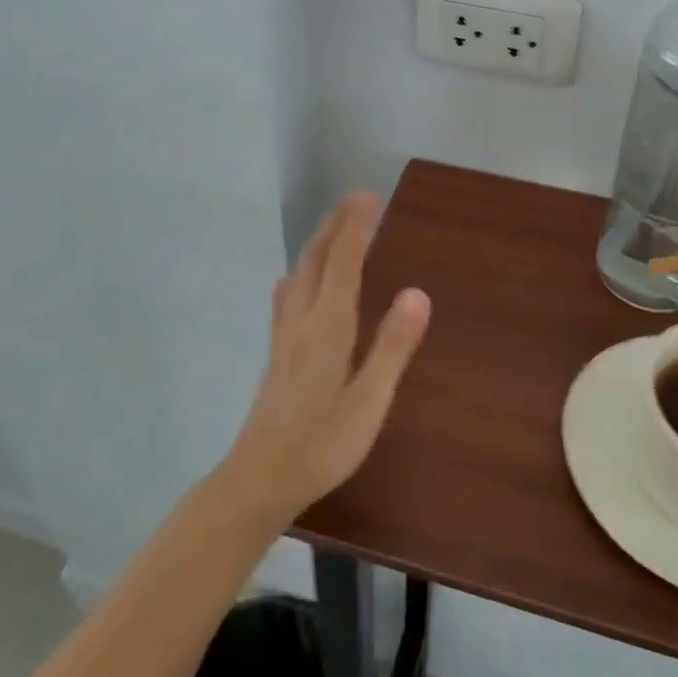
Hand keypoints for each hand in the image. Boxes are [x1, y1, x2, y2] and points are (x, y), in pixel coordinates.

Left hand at [221, 192, 431, 519]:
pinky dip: (297, 276)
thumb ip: (392, 347)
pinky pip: (286, 298)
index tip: (368, 196)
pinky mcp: (276, 354)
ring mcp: (284, 337)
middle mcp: (302, 321)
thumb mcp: (369, 401)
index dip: (356, 228)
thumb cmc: (322, 444)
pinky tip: (291, 281)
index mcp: (327, 327)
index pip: (344, 264)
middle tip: (355, 200)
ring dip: (317, 245)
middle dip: (335, 226)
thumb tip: (418, 293)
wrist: (260, 479)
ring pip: (299, 276)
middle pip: (316, 260)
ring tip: (333, 229)